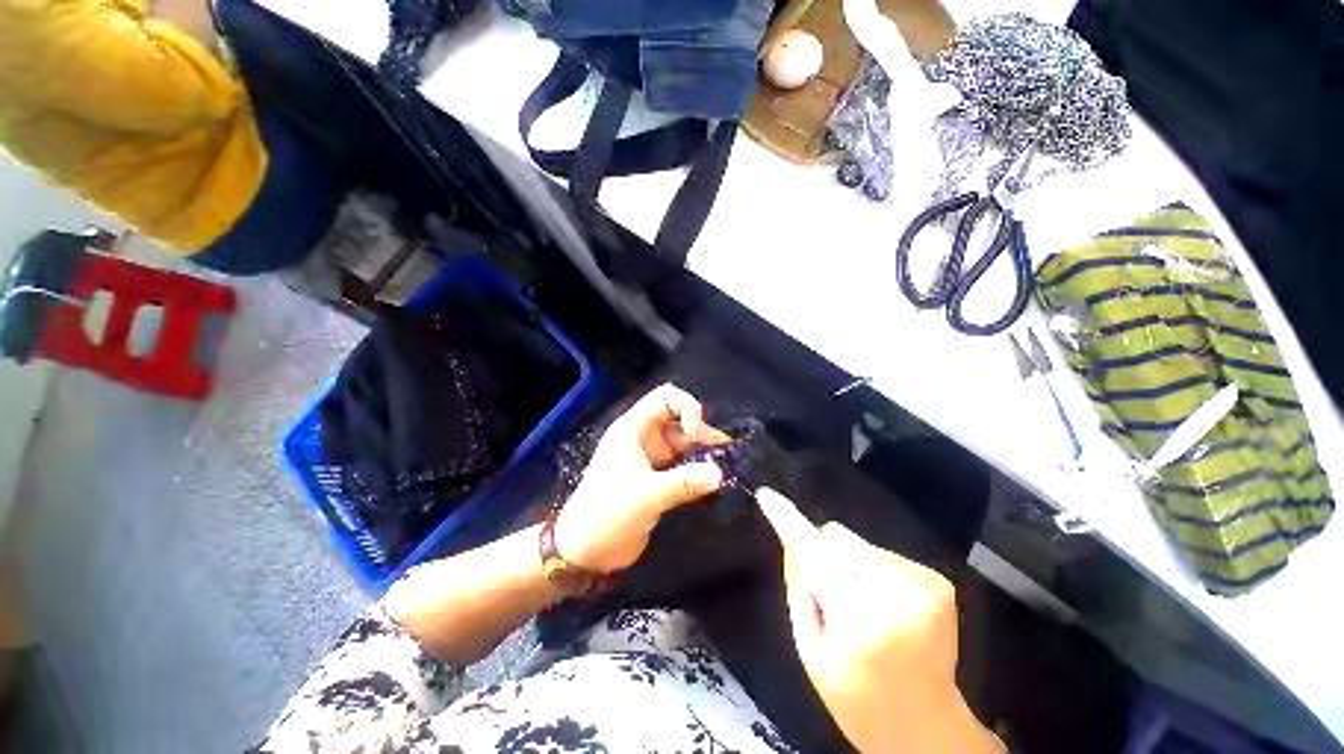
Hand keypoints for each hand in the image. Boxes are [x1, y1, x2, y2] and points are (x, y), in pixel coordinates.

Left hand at [554, 385, 729, 573]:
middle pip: (680, 421)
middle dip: (701, 433)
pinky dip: (698, 471)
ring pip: (684, 445)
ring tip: (726, 468)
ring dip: (703, 453)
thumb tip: (719, 473)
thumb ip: (685, 482)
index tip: (695, 434)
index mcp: (634, 429)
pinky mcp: (657, 480)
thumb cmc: (609, 513)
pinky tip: (714, 482)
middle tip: (724, 454)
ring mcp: (651, 459)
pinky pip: (682, 467)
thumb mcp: (648, 495)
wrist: (585, 550)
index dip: (686, 407)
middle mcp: (644, 438)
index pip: (665, 398)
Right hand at [757, 488, 1002, 753]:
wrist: (929, 731)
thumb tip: (793, 542)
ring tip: (865, 608)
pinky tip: (888, 609)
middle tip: (832, 595)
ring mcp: (924, 586)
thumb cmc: (857, 700)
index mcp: (859, 621)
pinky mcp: (939, 582)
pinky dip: (876, 574)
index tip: (767, 495)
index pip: (814, 554)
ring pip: (860, 545)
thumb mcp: (811, 652)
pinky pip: (885, 556)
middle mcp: (897, 595)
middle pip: (837, 538)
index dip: (788, 521)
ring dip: (852, 566)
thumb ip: (799, 590)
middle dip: (826, 555)